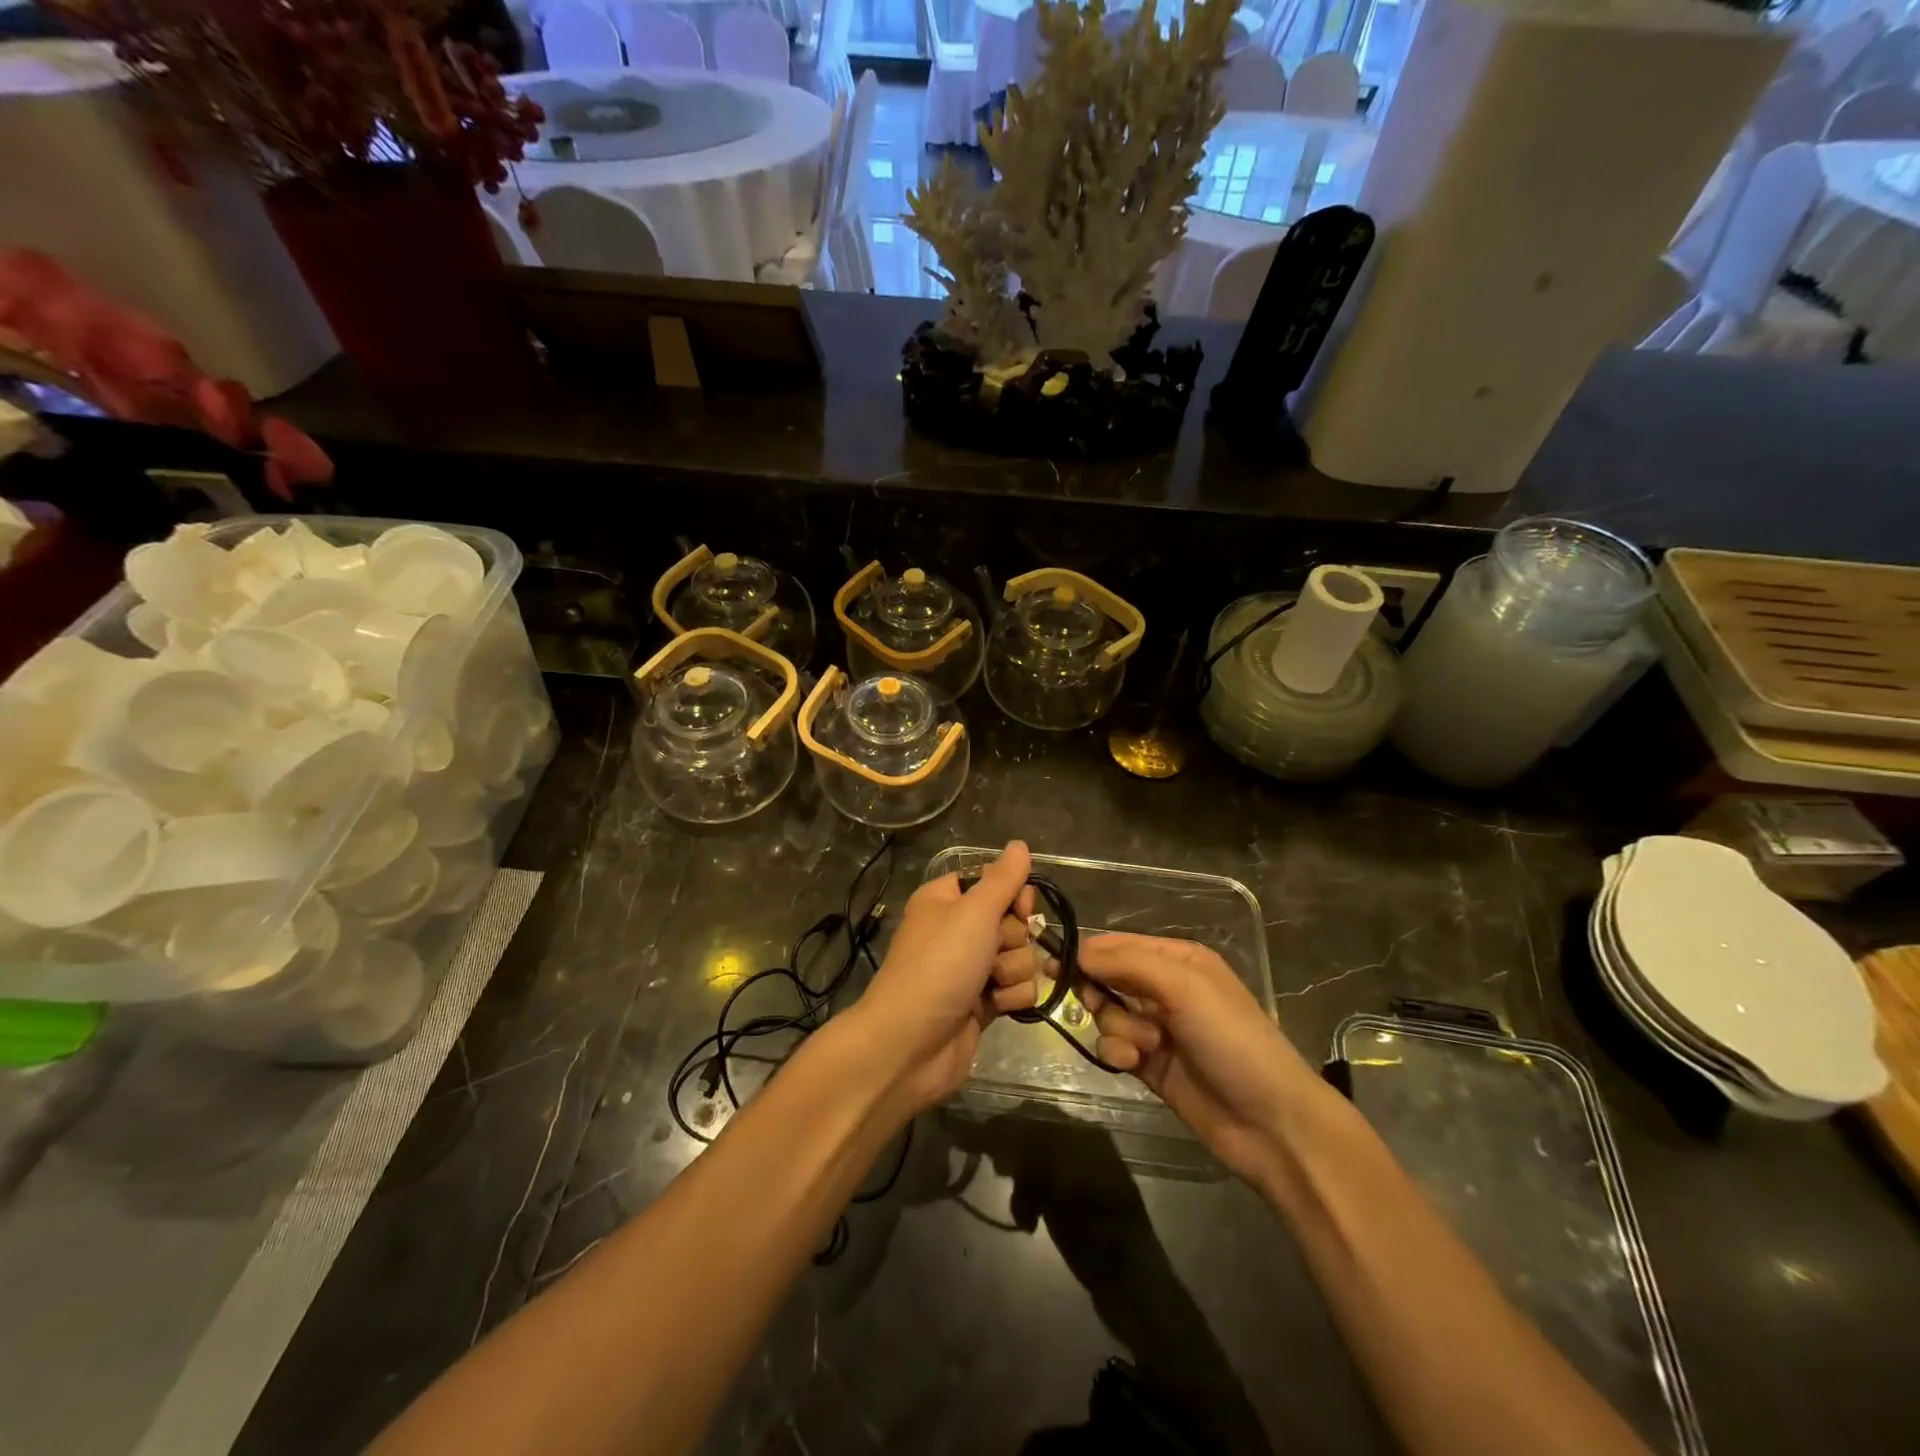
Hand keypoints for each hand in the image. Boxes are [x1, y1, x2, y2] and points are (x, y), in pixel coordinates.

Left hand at [852, 841, 1044, 1115]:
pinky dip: (1010, 997)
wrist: (909, 1045)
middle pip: (1013, 921)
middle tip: (991, 951)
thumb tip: (1020, 844)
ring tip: (990, 984)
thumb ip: (1003, 879)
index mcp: (946, 900)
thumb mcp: (973, 912)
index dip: (1014, 894)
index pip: (995, 882)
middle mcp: (958, 930)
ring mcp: (970, 969)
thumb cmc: (939, 966)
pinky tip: (994, 1007)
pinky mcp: (981, 1004)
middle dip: (1013, 938)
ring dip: (1013, 970)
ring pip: (1020, 956)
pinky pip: (1016, 989)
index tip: (1020, 907)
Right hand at [1076, 933, 1326, 1188]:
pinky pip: (1114, 1047)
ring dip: (1116, 1028)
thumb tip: (1076, 950)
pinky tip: (1134, 1065)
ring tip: (1144, 1046)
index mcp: (1177, 959)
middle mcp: (1166, 988)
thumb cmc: (1231, 1039)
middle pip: (1106, 978)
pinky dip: (1117, 1053)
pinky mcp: (1150, 1065)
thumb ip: (1127, 963)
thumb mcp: (1184, 987)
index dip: (1086, 953)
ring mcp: (1157, 1028)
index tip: (1052, 964)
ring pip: (1107, 1014)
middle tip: (1099, 1006)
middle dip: (1100, 993)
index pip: (1118, 944)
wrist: (1271, 1122)